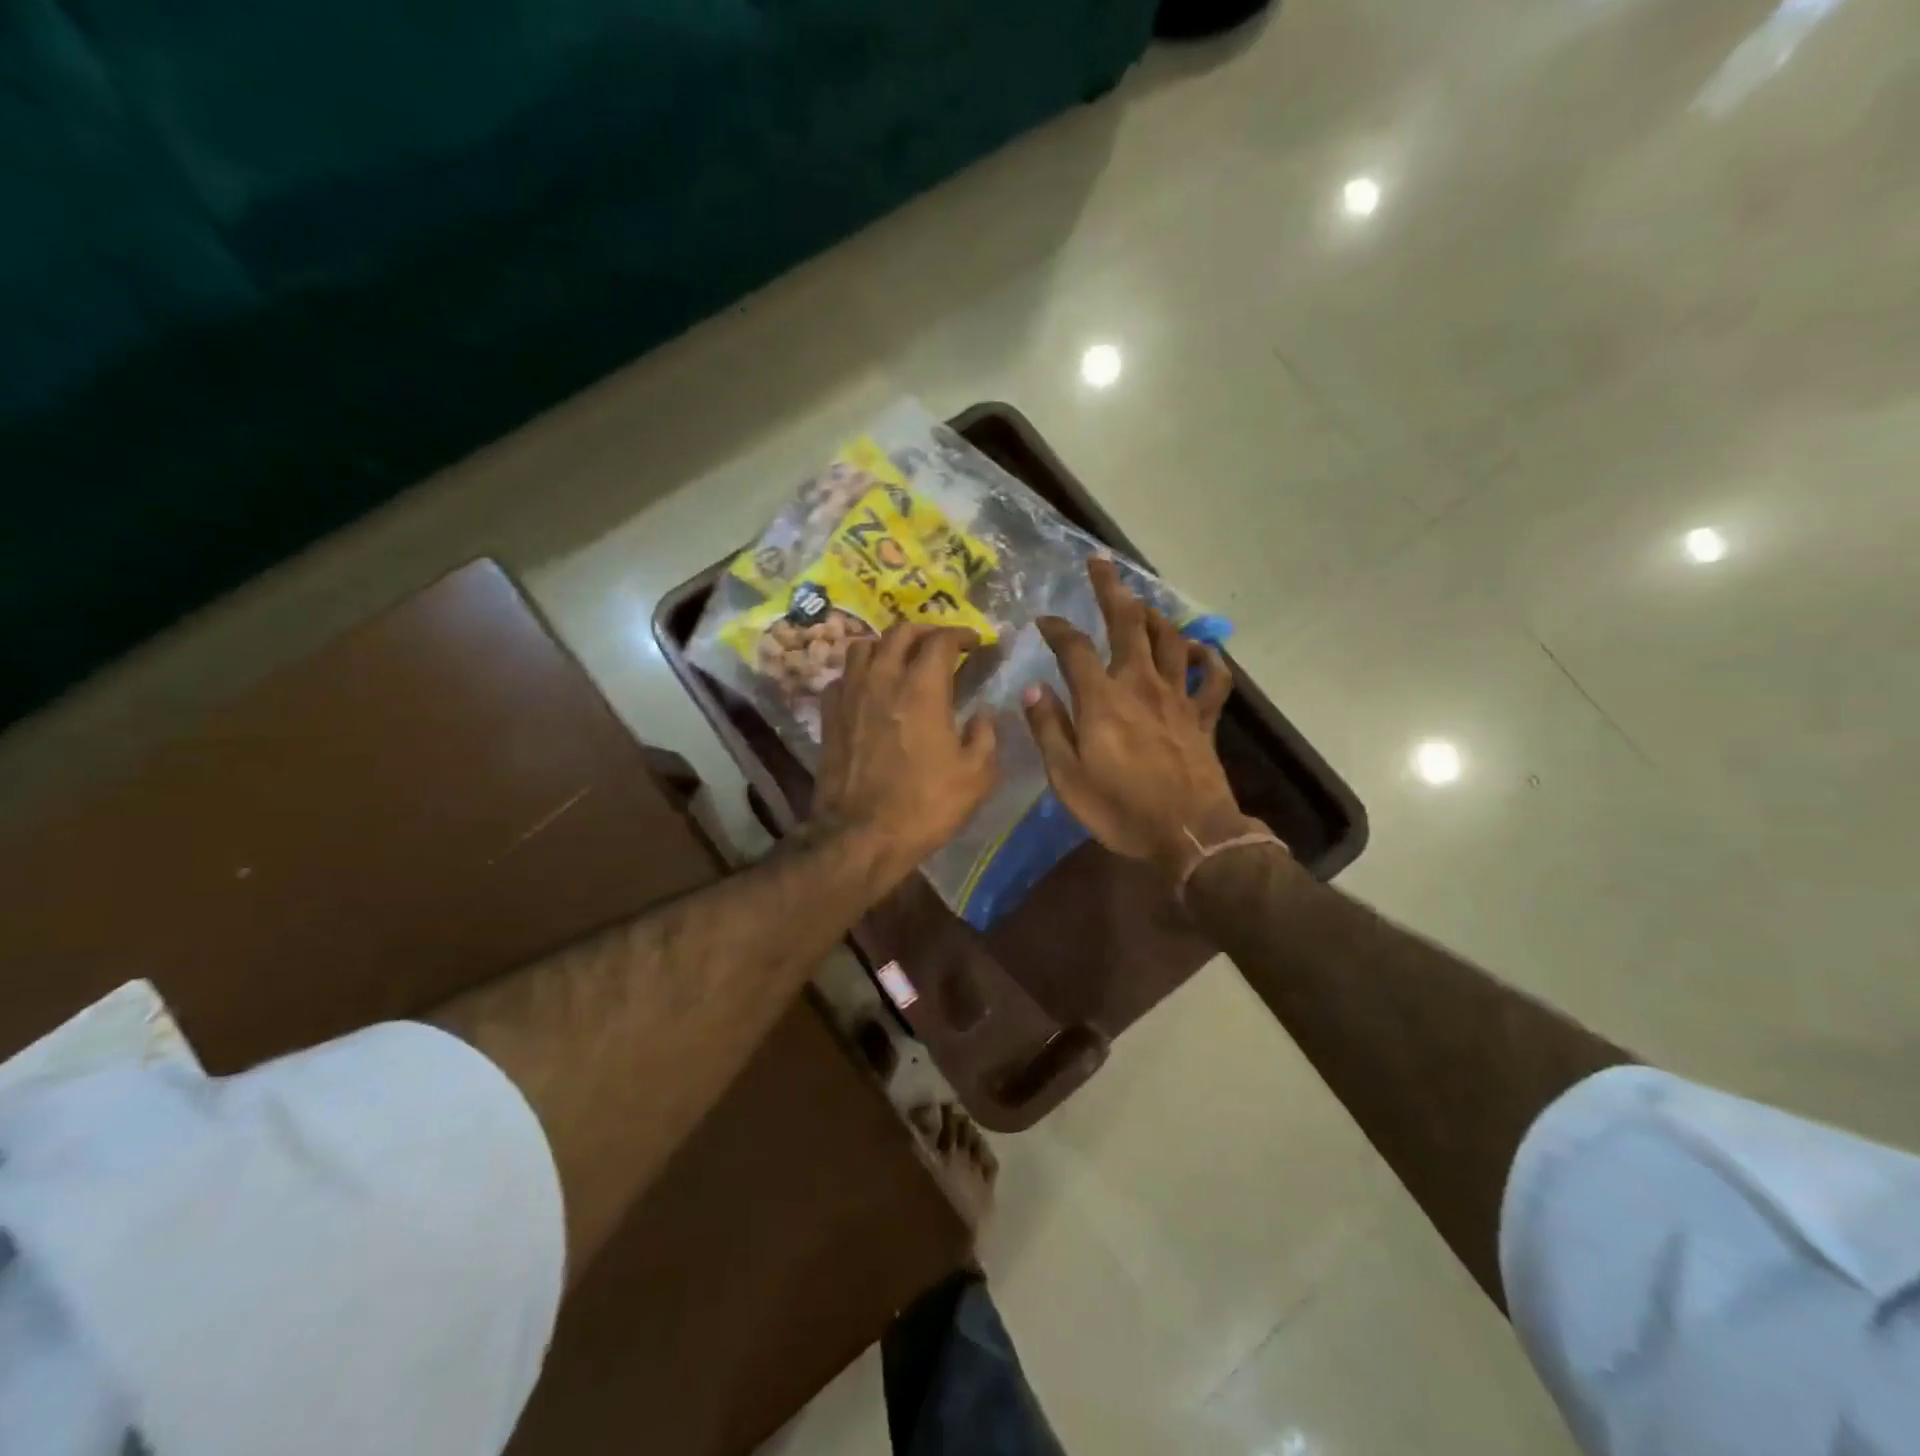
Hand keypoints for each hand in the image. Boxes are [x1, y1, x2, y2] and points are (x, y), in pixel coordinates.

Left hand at [812, 623, 999, 874]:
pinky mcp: (829, 716)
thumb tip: (985, 713)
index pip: (941, 640)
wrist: (860, 837)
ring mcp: (850, 696)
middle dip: (926, 630)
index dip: (962, 634)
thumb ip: (986, 735)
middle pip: (900, 632)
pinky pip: (842, 677)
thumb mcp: (976, 776)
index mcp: (922, 689)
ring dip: (887, 645)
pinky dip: (860, 673)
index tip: (976, 642)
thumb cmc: (924, 805)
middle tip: (942, 643)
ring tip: (902, 659)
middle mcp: (883, 680)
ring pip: (864, 646)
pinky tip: (870, 689)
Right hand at [1023, 558, 1247, 875]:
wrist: (1189, 835)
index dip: (1057, 629)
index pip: (1074, 648)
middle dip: (1111, 589)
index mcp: (1103, 699)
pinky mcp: (1203, 716)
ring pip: (1170, 640)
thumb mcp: (1068, 778)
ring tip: (1140, 604)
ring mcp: (1177, 698)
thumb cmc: (1121, 810)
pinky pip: (1212, 679)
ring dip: (1154, 615)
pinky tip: (1197, 651)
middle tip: (1100, 563)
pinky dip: (1207, 660)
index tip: (1043, 621)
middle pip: (1128, 624)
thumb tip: (1033, 689)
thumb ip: (1049, 729)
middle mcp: (1141, 685)